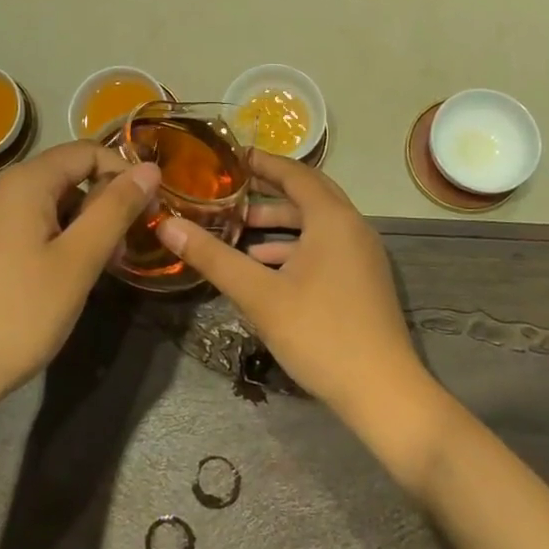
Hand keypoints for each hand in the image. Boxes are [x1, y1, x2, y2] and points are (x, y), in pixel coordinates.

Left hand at [0, 141, 160, 417]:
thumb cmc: (17, 313)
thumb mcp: (78, 261)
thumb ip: (115, 210)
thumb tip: (150, 169)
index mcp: (26, 182)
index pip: (89, 151)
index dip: (125, 175)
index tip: (147, 214)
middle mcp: (2, 192)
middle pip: (68, 177)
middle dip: (105, 205)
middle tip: (123, 251)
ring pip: (50, 207)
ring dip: (83, 228)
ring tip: (97, 272)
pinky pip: (29, 230)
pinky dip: (57, 244)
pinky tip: (61, 284)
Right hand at [154, 151, 437, 436]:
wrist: (382, 392)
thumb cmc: (319, 333)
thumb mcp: (259, 295)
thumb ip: (213, 257)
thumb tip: (167, 225)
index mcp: (332, 218)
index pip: (294, 173)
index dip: (262, 162)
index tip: (231, 156)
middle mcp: (352, 227)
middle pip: (308, 193)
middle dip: (269, 190)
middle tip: (231, 188)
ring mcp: (362, 255)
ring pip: (316, 224)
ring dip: (280, 223)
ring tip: (239, 230)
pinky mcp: (363, 280)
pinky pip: (326, 247)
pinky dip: (295, 247)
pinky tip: (266, 268)